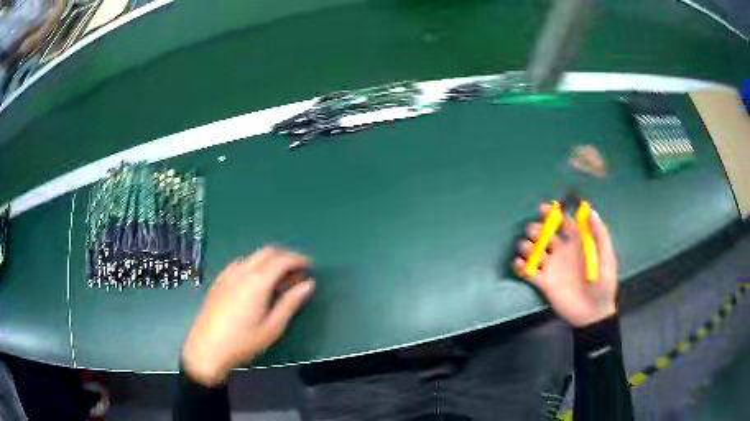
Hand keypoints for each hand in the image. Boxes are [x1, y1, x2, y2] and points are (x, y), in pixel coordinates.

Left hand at [182, 247, 314, 385]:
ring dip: (269, 260)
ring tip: (278, 278)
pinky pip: (240, 263)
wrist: (207, 348)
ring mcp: (228, 274)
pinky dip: (254, 265)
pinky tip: (255, 282)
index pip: (282, 260)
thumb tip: (308, 284)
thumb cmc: (243, 341)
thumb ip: (291, 303)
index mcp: (258, 281)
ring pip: (253, 256)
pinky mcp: (219, 280)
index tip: (310, 265)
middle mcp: (242, 271)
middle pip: (267, 251)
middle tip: (297, 271)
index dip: (298, 259)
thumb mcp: (273, 327)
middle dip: (285, 256)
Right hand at [513, 203, 617, 326]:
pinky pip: (528, 272)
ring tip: (528, 249)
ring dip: (527, 246)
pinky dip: (520, 266)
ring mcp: (552, 267)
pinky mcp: (544, 283)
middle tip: (535, 233)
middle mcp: (562, 251)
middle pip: (545, 234)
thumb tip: (590, 210)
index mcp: (577, 242)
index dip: (553, 213)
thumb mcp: (606, 257)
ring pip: (534, 251)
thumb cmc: (603, 284)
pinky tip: (520, 264)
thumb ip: (599, 234)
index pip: (563, 222)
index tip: (543, 209)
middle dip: (536, 229)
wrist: (594, 313)